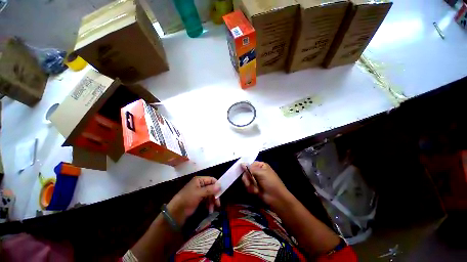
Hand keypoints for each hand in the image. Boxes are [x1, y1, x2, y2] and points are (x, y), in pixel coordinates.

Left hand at [167, 176, 220, 226]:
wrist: (175, 213)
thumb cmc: (187, 199)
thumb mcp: (199, 194)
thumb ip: (210, 189)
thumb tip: (220, 185)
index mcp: (199, 180)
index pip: (211, 180)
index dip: (217, 185)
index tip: (221, 193)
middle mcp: (200, 184)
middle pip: (211, 188)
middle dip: (215, 196)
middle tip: (218, 204)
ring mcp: (199, 192)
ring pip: (210, 195)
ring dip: (212, 201)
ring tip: (212, 209)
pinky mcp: (198, 199)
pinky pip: (206, 200)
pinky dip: (209, 204)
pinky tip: (209, 210)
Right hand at [241, 161, 289, 206]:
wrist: (276, 198)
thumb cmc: (270, 182)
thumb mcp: (261, 173)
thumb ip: (250, 168)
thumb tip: (241, 163)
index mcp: (260, 165)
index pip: (249, 164)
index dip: (246, 168)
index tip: (246, 173)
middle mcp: (257, 171)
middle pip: (246, 172)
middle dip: (247, 179)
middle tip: (249, 184)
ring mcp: (255, 179)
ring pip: (245, 179)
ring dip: (249, 185)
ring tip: (255, 190)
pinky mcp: (253, 186)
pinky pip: (247, 186)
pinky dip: (250, 189)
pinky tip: (255, 192)